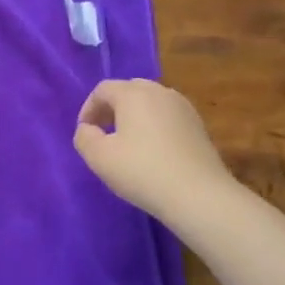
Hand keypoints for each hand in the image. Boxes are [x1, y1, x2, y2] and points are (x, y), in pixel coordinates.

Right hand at [74, 79, 236, 221]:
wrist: (200, 195)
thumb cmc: (142, 171)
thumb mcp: (98, 157)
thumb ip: (84, 137)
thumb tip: (88, 129)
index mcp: (133, 93)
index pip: (103, 90)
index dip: (88, 109)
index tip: (85, 132)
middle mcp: (160, 92)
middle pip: (129, 91)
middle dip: (112, 108)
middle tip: (104, 133)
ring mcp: (184, 108)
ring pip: (151, 103)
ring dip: (134, 117)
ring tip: (128, 143)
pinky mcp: (199, 126)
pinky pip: (168, 117)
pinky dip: (155, 126)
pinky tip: (153, 152)